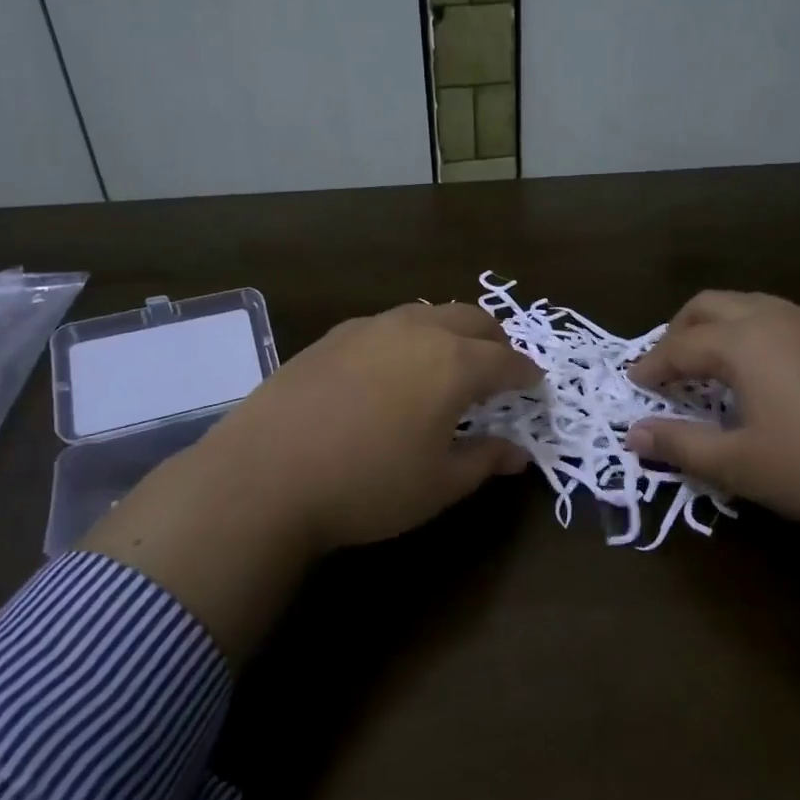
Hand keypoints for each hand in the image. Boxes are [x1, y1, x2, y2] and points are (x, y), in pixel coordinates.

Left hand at [83, 302, 537, 659]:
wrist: (264, 475)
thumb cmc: (367, 486)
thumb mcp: (438, 484)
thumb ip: (485, 460)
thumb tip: (518, 453)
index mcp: (454, 364)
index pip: (507, 361)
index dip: (526, 374)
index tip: (534, 386)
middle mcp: (418, 331)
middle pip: (473, 320)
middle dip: (495, 341)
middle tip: (499, 369)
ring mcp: (372, 327)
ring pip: (429, 313)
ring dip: (452, 332)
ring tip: (449, 363)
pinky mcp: (334, 335)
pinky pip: (389, 324)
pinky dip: (410, 337)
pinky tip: (394, 369)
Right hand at [627, 291, 799, 633]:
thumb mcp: (741, 465)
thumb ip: (681, 446)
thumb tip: (632, 435)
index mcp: (744, 342)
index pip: (679, 346)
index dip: (651, 366)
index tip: (633, 384)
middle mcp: (775, 318)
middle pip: (709, 305)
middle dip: (679, 331)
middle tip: (667, 368)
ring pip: (748, 305)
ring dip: (717, 328)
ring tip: (709, 368)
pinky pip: (779, 319)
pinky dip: (751, 334)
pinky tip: (764, 375)